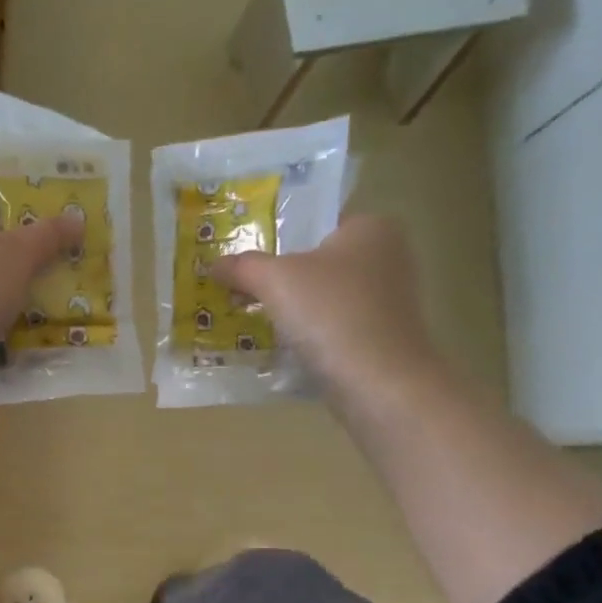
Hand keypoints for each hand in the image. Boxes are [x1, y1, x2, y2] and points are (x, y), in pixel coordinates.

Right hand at [213, 214, 439, 405]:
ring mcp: (388, 300)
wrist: (379, 382)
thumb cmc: (331, 313)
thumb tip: (213, 264)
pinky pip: (333, 325)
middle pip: (317, 260)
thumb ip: (243, 267)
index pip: (316, 221)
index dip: (277, 235)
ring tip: (250, 315)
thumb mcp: (275, 280)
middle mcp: (388, 256)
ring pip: (324, 295)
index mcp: (371, 227)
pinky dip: (309, 332)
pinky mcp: (382, 336)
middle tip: (238, 286)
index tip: (244, 255)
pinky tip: (280, 343)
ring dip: (291, 306)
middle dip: (280, 275)